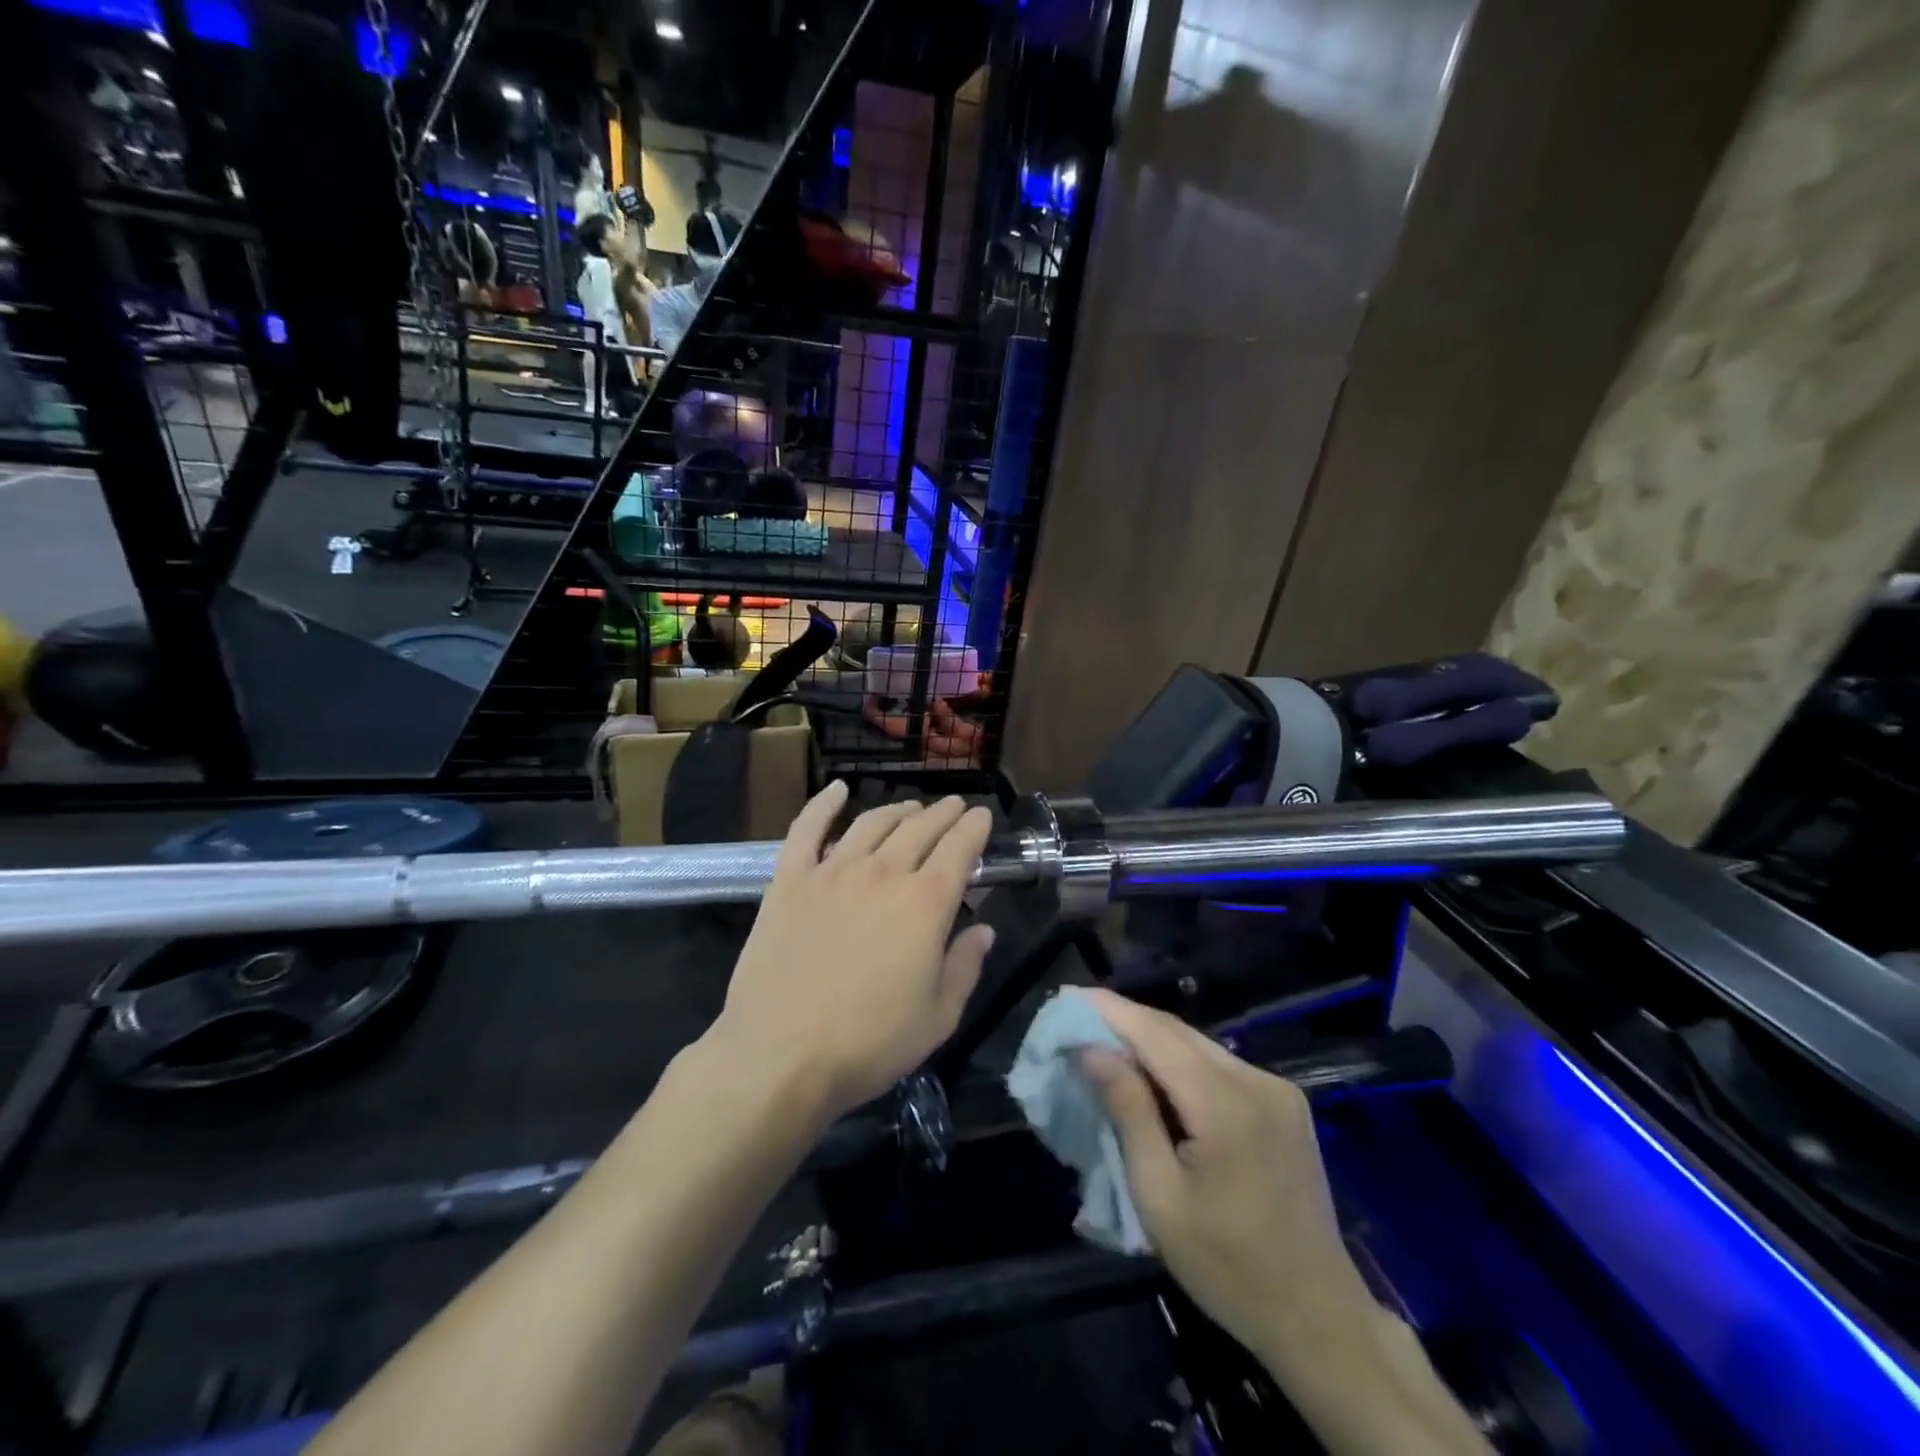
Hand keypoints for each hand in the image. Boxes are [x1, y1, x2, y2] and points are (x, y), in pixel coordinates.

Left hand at [712, 783, 995, 1120]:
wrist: (781, 1055)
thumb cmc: (869, 1043)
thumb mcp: (938, 1017)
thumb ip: (965, 966)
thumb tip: (984, 929)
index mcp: (926, 903)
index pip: (960, 848)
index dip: (975, 828)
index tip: (983, 817)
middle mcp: (883, 873)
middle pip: (920, 828)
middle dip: (943, 813)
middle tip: (955, 807)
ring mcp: (832, 871)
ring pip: (872, 823)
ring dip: (897, 809)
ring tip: (910, 806)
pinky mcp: (789, 879)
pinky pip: (807, 828)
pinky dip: (823, 803)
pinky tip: (837, 789)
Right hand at [1077, 990, 1372, 1364]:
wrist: (1318, 1317)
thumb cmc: (1226, 1266)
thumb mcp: (1159, 1196)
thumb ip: (1128, 1112)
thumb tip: (1092, 1050)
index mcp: (1225, 1105)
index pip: (1155, 1034)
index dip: (1109, 1010)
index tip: (1067, 997)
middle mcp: (1256, 1080)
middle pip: (1177, 1031)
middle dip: (1125, 1020)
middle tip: (1078, 1019)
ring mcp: (1277, 1089)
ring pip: (1198, 1044)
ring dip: (1151, 1039)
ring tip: (1106, 1042)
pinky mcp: (1285, 1103)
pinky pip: (1219, 1064)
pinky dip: (1180, 1061)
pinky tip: (1154, 1074)